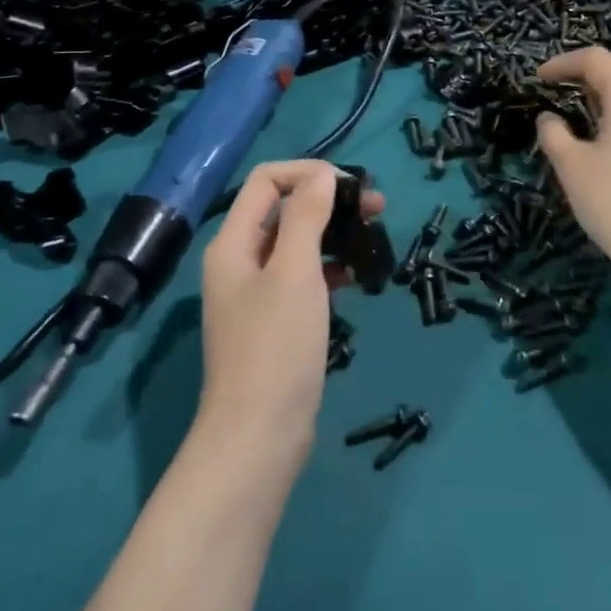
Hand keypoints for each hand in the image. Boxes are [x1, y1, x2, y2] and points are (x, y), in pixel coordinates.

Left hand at [197, 160, 383, 460]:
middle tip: (376, 208)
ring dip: (331, 231)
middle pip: (282, 209)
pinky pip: (300, 276)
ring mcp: (255, 293)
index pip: (266, 180)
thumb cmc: (276, 347)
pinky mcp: (273, 321)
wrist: (258, 437)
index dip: (307, 172)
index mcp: (233, 243)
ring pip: (295, 243)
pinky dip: (327, 266)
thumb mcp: (294, 272)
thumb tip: (322, 175)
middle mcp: (239, 261)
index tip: (351, 186)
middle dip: (327, 200)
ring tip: (373, 236)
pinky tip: (353, 275)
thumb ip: (306, 217)